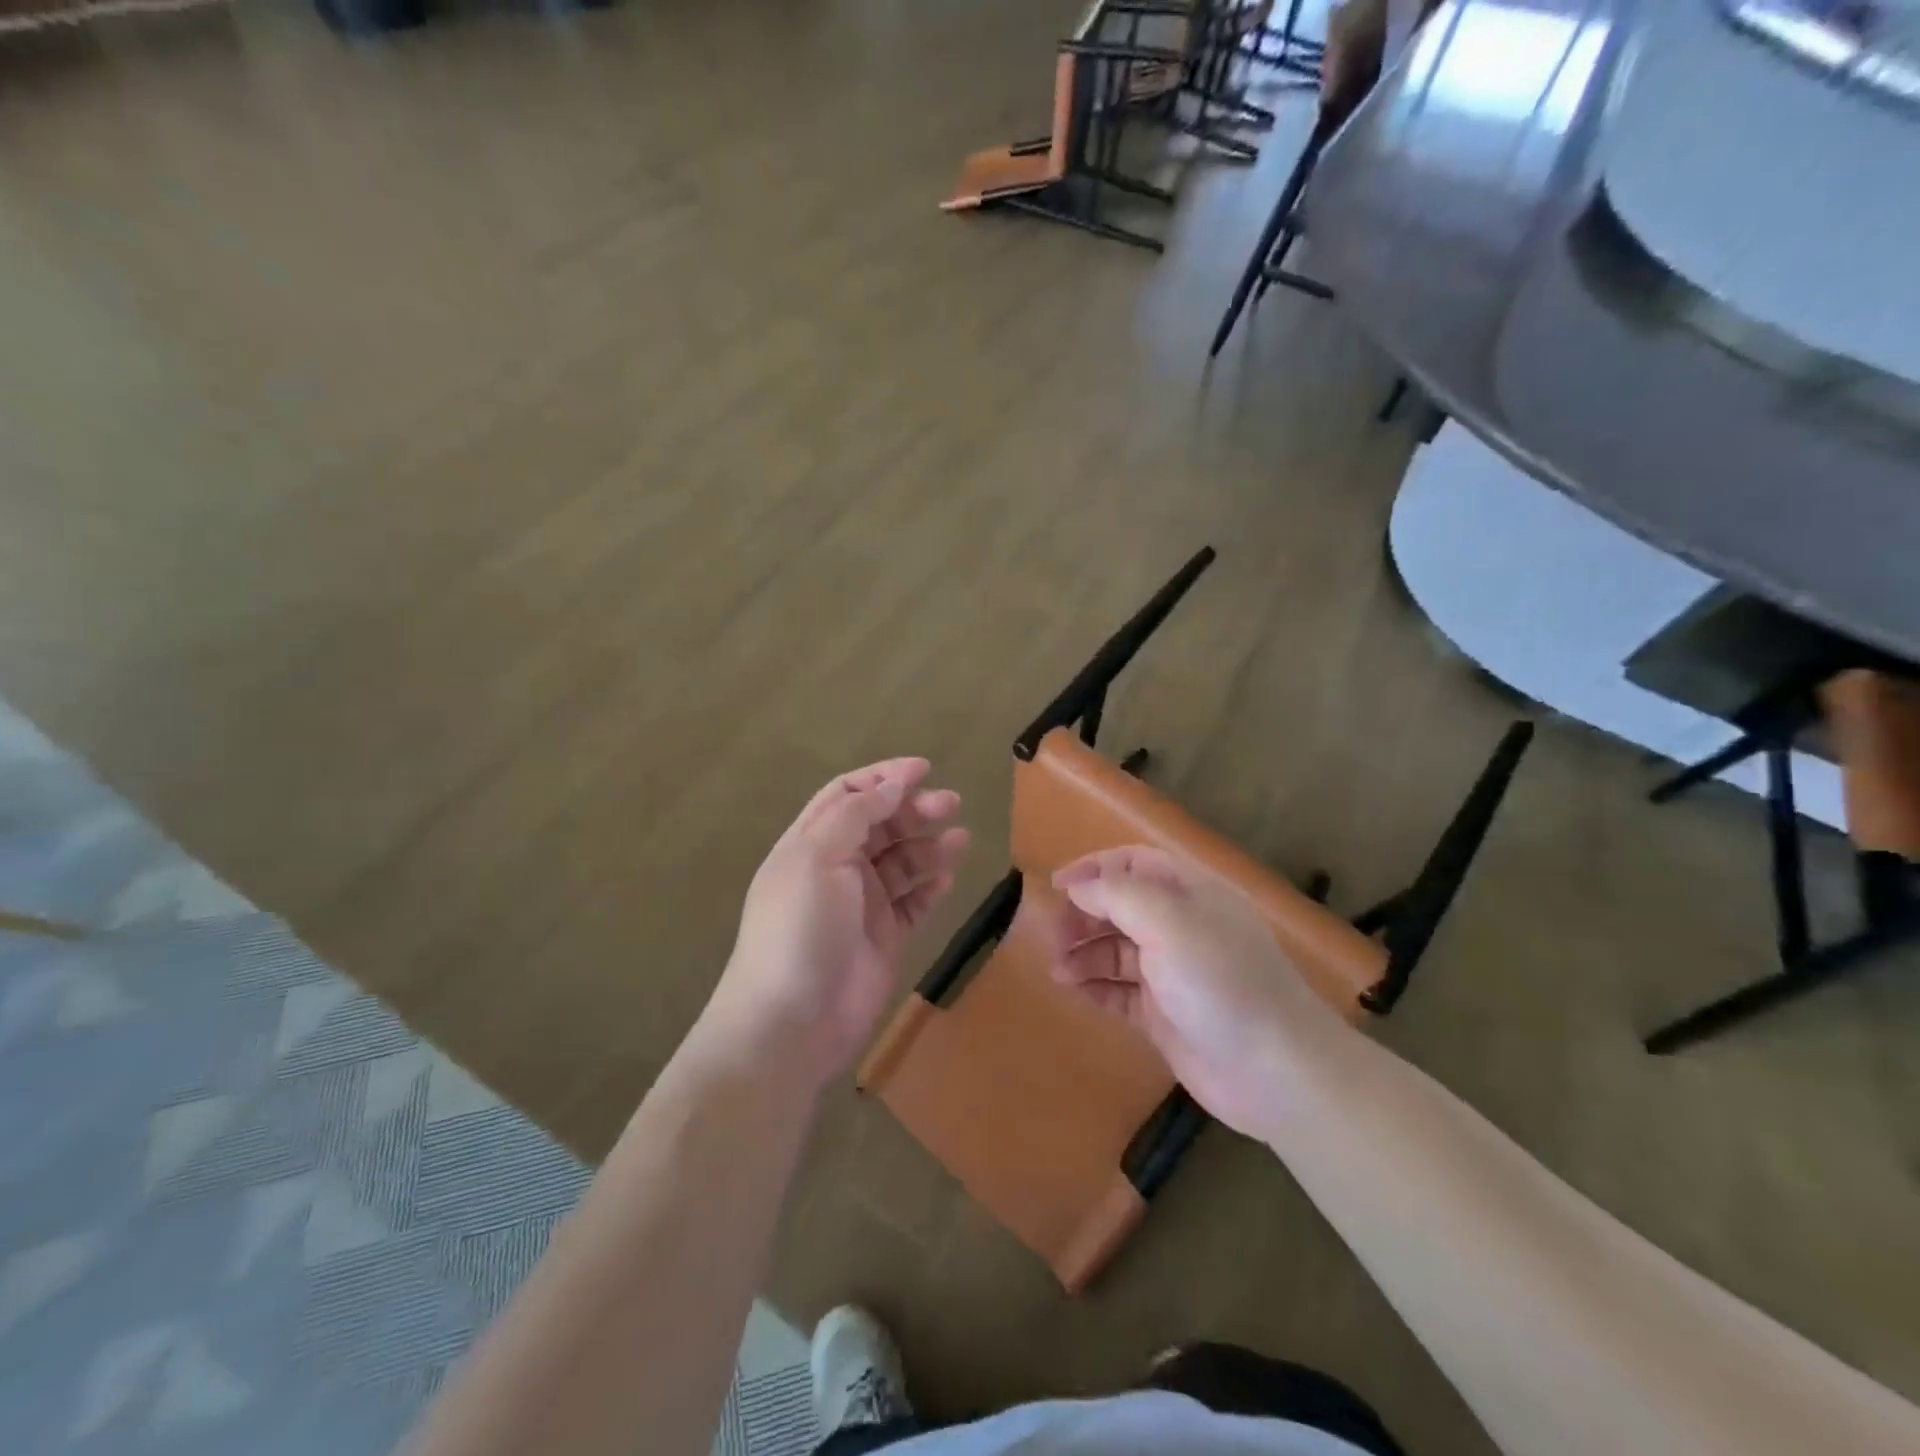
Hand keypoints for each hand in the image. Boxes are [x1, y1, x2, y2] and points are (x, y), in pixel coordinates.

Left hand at [700, 758, 968, 1090]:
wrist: (791, 1022)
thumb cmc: (799, 929)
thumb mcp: (818, 857)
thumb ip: (856, 815)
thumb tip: (892, 784)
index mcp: (811, 843)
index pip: (847, 796)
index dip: (883, 778)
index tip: (923, 769)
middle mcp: (836, 868)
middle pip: (880, 825)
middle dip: (913, 810)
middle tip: (950, 804)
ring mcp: (861, 905)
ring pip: (901, 863)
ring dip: (929, 846)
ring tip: (960, 839)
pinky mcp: (884, 938)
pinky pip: (912, 902)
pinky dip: (930, 887)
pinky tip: (948, 877)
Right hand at [1049, 846, 1349, 1138]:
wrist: (1275, 1071)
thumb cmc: (1221, 981)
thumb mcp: (1168, 922)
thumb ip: (1117, 895)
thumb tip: (1078, 887)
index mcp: (1189, 893)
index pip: (1134, 864)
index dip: (1094, 869)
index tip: (1055, 886)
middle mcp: (1181, 927)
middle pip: (1120, 907)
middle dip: (1084, 915)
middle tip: (1054, 936)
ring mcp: (1172, 973)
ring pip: (1116, 950)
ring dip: (1084, 954)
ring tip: (1057, 971)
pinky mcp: (1165, 1015)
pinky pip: (1121, 992)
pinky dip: (1096, 987)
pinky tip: (1074, 991)